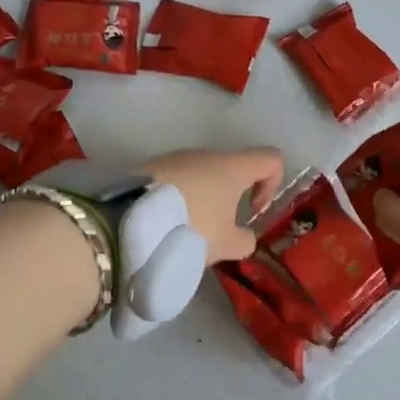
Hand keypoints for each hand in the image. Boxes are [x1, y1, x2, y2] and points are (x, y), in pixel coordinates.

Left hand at [145, 147, 284, 266]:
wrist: (127, 219)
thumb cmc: (190, 227)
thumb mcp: (225, 245)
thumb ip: (244, 240)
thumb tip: (243, 237)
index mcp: (232, 166)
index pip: (271, 159)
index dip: (272, 183)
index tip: (253, 210)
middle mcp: (205, 154)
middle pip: (231, 168)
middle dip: (230, 198)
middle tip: (217, 231)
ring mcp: (175, 157)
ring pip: (201, 175)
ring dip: (202, 199)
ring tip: (186, 230)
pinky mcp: (149, 166)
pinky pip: (175, 180)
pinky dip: (177, 199)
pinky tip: (164, 224)